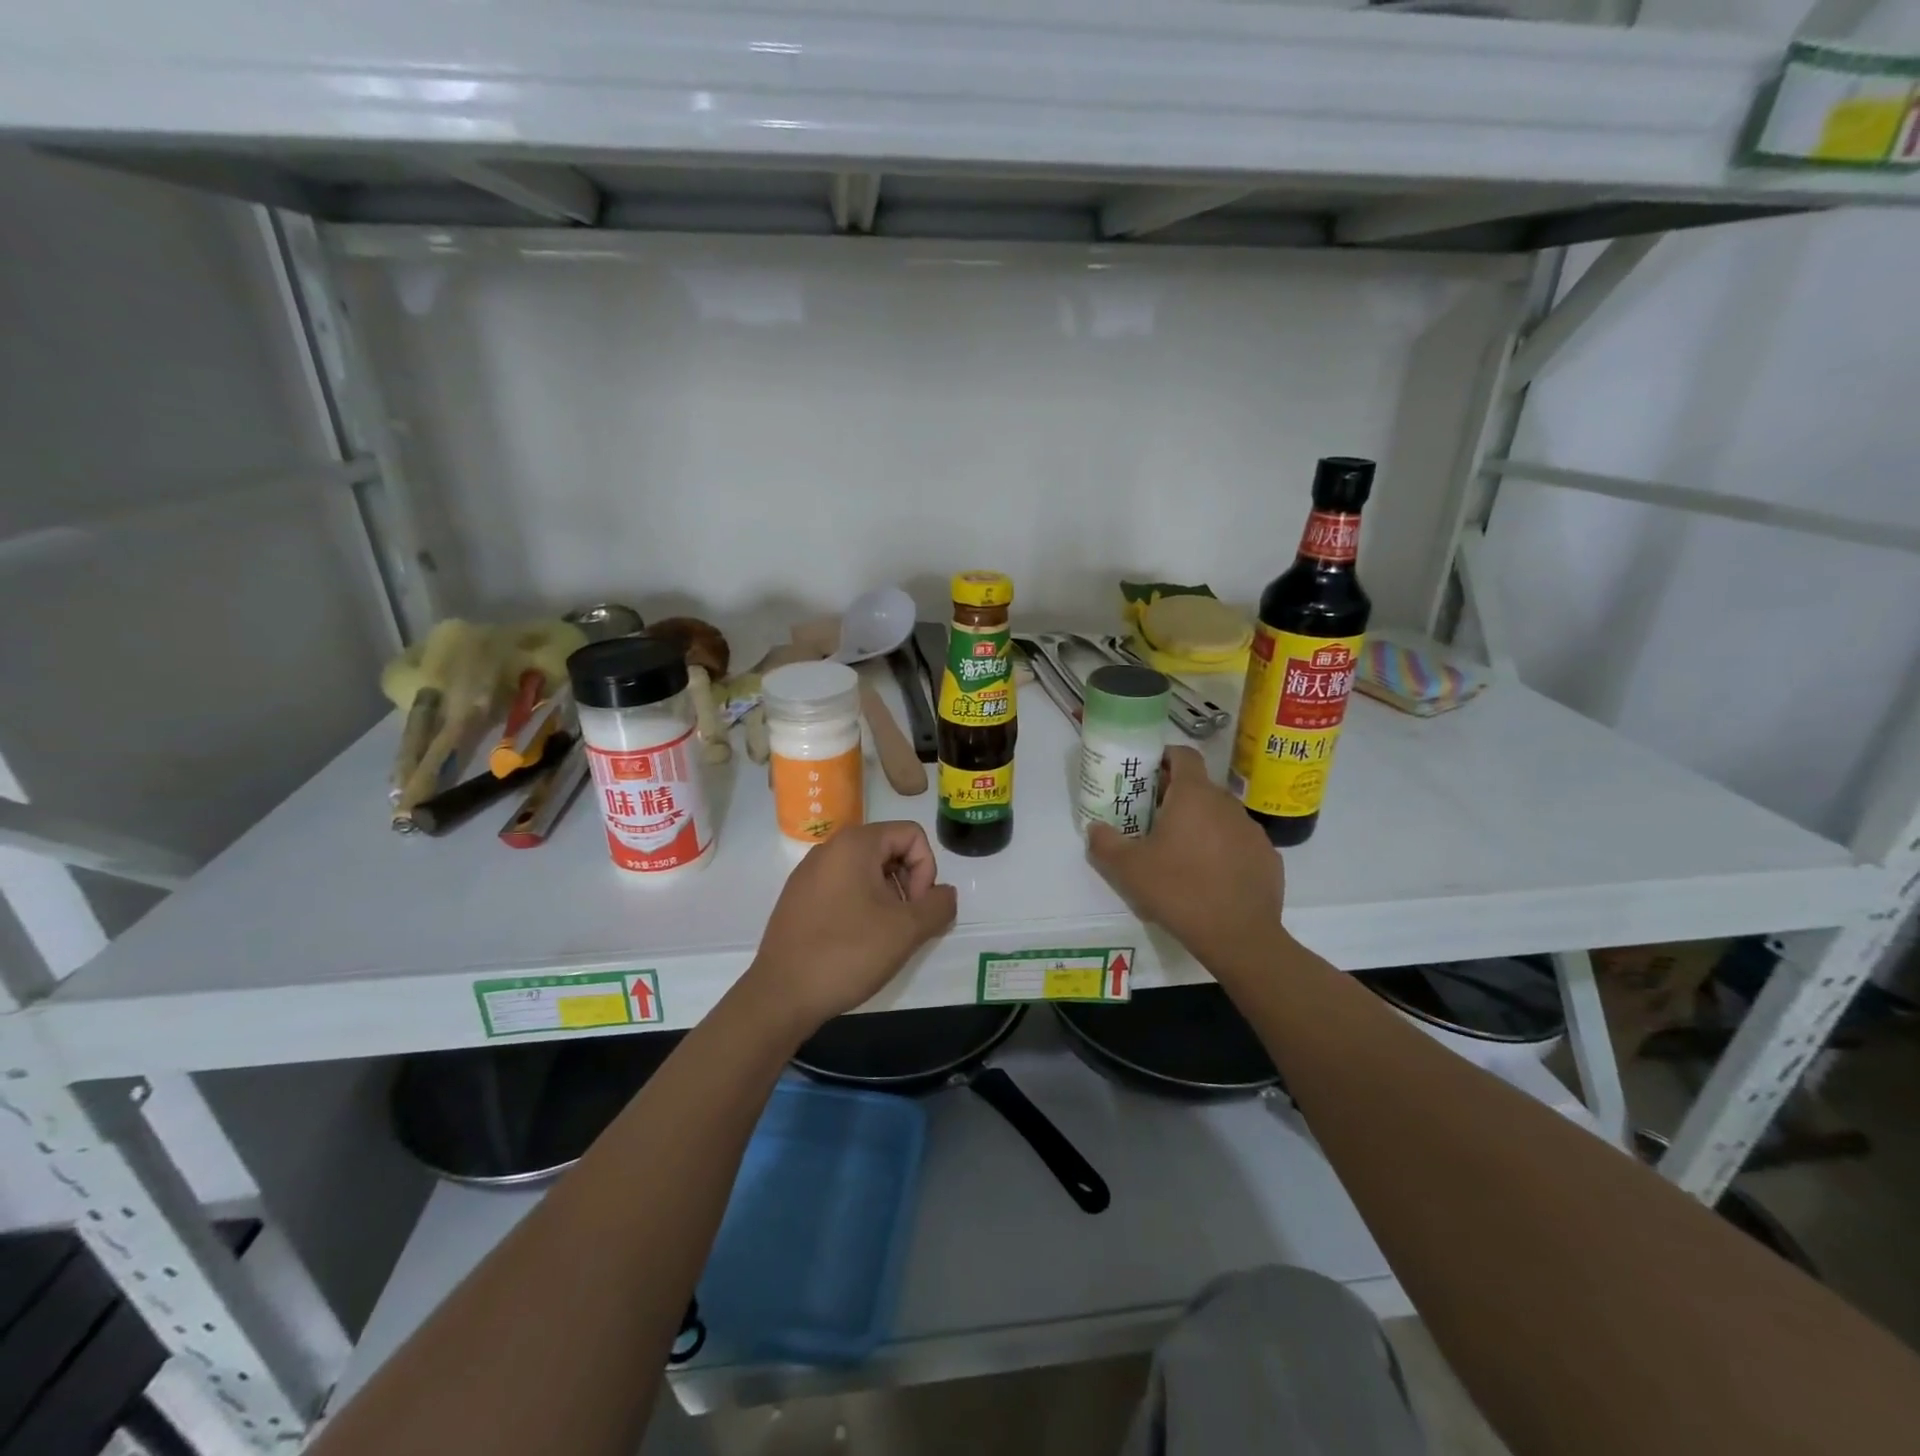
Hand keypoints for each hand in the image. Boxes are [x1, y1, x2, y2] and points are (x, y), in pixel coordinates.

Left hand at [743, 821, 957, 1032]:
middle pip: (889, 849)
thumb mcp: (906, 930)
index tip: (918, 907)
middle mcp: (829, 849)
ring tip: (884, 936)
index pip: (911, 834)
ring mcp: (809, 874)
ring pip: (866, 871)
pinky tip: (858, 942)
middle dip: (908, 883)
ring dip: (887, 897)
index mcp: (855, 844)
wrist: (781, 995)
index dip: (926, 868)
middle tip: (907, 923)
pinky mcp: (798, 898)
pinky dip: (861, 906)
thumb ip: (938, 906)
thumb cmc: (848, 953)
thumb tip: (946, 894)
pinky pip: (843, 888)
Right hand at [1086, 746, 1285, 973]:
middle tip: (1153, 820)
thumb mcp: (1128, 870)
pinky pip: (1239, 843)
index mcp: (1193, 796)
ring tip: (1182, 853)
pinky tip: (1211, 877)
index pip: (1183, 755)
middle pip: (1199, 787)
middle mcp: (1226, 803)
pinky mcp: (1268, 856)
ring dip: (1201, 824)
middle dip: (1177, 797)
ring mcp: (1252, 830)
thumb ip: (1104, 843)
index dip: (1165, 757)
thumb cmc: (1178, 891)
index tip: (1148, 773)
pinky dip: (1223, 850)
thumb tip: (1094, 828)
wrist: (1239, 936)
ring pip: (1220, 815)